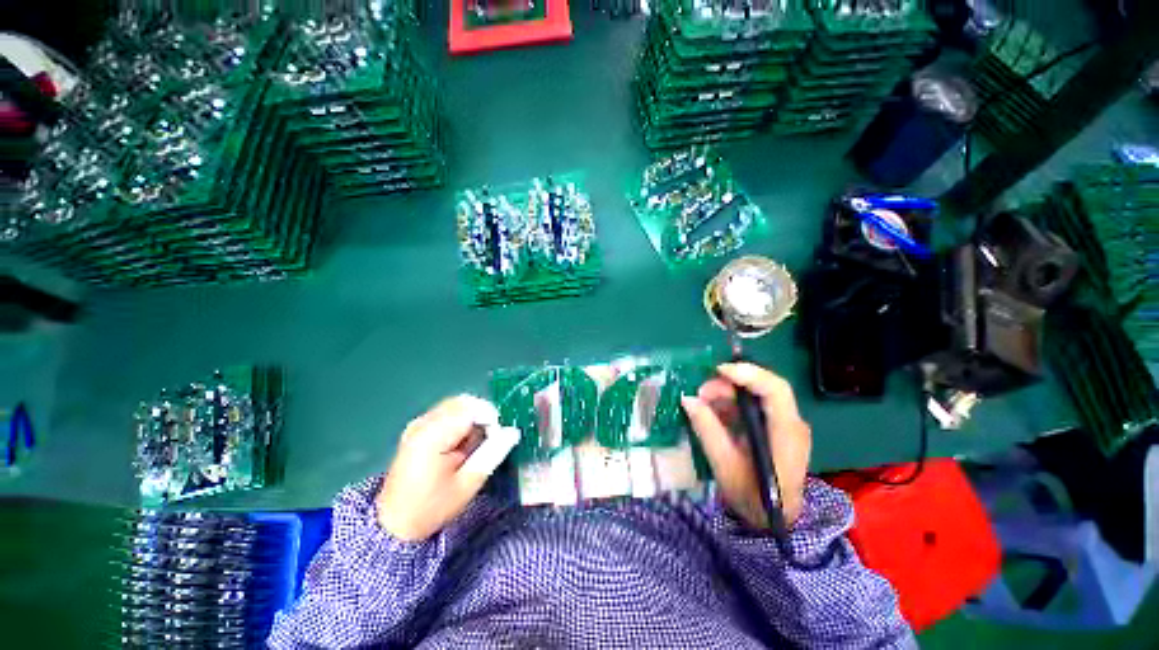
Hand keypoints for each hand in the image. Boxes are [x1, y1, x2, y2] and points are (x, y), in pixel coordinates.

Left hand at [376, 395, 511, 541]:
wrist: (394, 524)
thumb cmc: (431, 508)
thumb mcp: (467, 484)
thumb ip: (492, 453)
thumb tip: (513, 431)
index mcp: (433, 435)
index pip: (471, 408)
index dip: (490, 419)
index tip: (496, 439)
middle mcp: (423, 423)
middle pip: (464, 402)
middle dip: (481, 417)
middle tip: (486, 443)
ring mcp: (418, 424)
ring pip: (457, 405)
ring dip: (471, 420)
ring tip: (471, 447)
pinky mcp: (417, 428)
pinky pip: (447, 412)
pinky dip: (460, 423)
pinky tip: (458, 445)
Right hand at [681, 362, 811, 529]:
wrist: (772, 521)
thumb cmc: (752, 497)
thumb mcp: (724, 464)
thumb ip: (706, 428)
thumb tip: (687, 399)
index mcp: (785, 433)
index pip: (775, 390)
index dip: (748, 374)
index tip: (719, 370)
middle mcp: (791, 423)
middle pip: (762, 389)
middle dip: (728, 386)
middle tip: (701, 394)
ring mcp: (784, 425)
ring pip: (755, 396)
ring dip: (726, 395)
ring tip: (702, 404)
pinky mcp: (774, 429)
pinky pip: (752, 407)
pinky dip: (730, 406)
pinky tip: (713, 414)